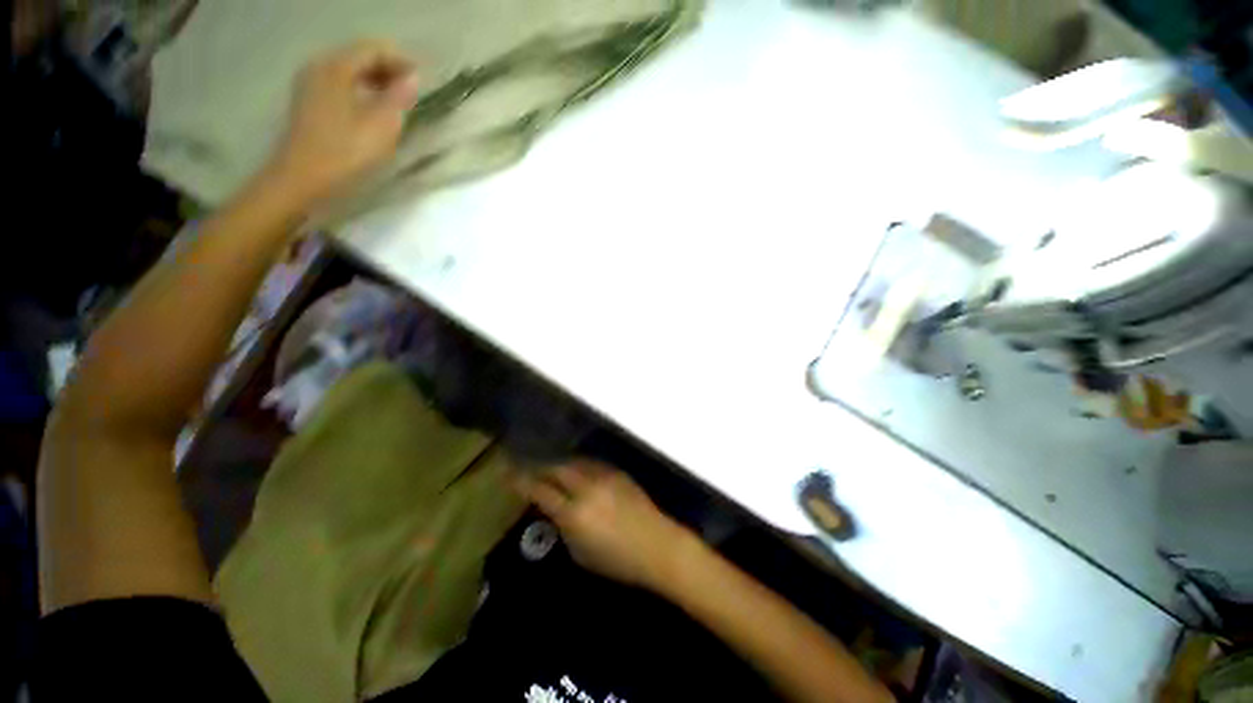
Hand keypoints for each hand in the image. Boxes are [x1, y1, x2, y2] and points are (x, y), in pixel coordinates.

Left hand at [265, 40, 419, 207]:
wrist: (303, 179)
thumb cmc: (346, 152)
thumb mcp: (381, 125)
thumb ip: (399, 97)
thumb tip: (413, 78)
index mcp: (335, 67)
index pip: (373, 49)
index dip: (401, 61)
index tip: (424, 80)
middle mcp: (319, 67)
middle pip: (359, 56)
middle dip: (389, 70)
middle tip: (413, 92)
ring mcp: (310, 84)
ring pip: (350, 72)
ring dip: (376, 82)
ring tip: (398, 102)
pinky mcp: (309, 103)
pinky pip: (341, 86)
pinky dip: (361, 91)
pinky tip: (374, 110)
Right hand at [518, 461, 697, 589]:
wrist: (658, 545)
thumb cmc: (618, 560)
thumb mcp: (581, 553)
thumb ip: (564, 528)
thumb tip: (555, 511)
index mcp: (574, 513)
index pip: (540, 491)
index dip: (521, 481)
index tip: (507, 473)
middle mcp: (586, 488)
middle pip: (556, 469)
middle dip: (539, 467)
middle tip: (529, 469)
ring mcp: (604, 476)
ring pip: (574, 462)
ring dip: (559, 464)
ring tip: (551, 468)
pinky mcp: (617, 472)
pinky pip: (591, 463)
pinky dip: (578, 464)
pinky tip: (576, 469)